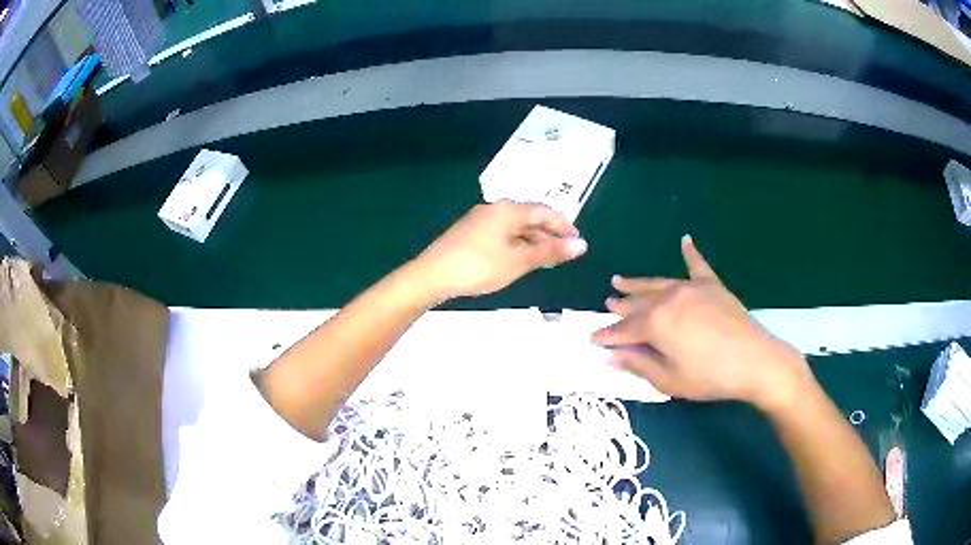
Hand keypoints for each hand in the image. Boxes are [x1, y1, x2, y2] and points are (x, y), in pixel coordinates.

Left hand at [412, 201, 587, 301]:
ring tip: (544, 260)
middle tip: (563, 254)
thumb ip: (550, 251)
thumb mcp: (519, 261)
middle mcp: (495, 208)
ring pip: (514, 227)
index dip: (563, 226)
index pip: (544, 212)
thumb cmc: (479, 266)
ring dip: (532, 241)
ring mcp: (480, 219)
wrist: (432, 275)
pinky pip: (501, 233)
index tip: (577, 242)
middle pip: (529, 218)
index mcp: (508, 210)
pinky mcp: (469, 232)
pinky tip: (518, 260)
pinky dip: (516, 244)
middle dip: (548, 235)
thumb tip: (581, 245)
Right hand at [592, 236, 811, 410]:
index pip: (624, 329)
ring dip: (638, 283)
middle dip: (620, 305)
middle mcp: (669, 299)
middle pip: (638, 302)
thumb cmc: (710, 377)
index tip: (592, 337)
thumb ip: (638, 365)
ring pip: (658, 283)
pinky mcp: (713, 285)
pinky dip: (690, 253)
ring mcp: (692, 288)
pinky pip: (698, 265)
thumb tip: (610, 356)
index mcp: (656, 324)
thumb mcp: (669, 381)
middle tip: (607, 303)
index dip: (607, 335)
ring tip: (620, 280)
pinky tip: (685, 240)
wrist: (754, 361)